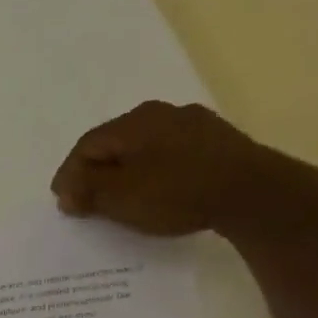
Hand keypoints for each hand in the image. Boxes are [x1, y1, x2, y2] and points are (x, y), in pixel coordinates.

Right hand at [50, 100, 283, 236]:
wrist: (253, 193)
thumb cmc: (175, 192)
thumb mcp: (118, 196)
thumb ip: (86, 190)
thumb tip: (66, 191)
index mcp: (133, 123)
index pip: (86, 147)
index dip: (69, 176)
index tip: (64, 204)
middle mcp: (161, 113)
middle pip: (115, 145)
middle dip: (96, 173)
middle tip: (87, 202)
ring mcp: (194, 124)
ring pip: (144, 149)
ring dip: (126, 173)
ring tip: (121, 200)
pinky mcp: (217, 142)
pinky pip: (170, 156)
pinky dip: (154, 173)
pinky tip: (157, 193)